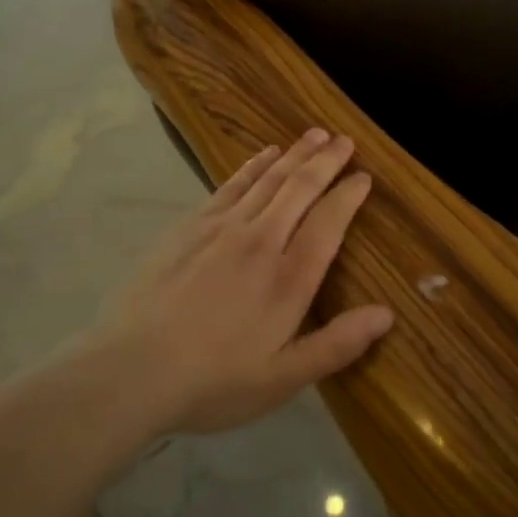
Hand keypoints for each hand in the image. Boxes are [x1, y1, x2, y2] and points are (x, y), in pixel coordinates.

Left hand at [103, 129, 393, 435]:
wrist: (130, 370)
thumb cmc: (213, 381)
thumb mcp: (282, 379)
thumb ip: (336, 345)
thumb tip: (387, 315)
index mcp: (289, 278)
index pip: (329, 222)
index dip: (349, 195)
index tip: (365, 177)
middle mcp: (261, 241)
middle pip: (300, 188)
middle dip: (327, 161)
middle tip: (345, 140)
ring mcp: (223, 228)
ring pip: (269, 179)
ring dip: (295, 154)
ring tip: (315, 134)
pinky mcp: (191, 226)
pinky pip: (232, 184)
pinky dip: (254, 165)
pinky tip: (266, 154)